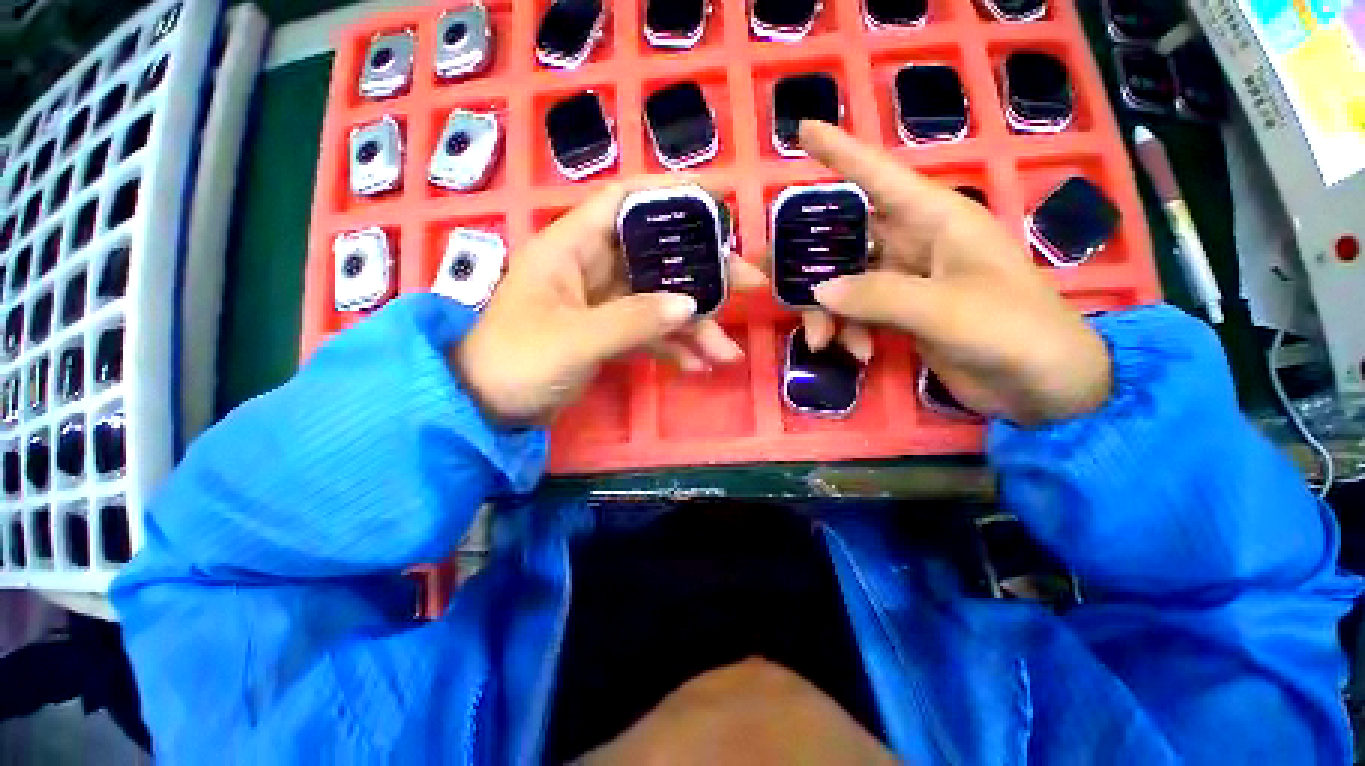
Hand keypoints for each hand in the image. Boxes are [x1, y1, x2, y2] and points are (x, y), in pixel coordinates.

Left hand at [454, 177, 766, 424]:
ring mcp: (603, 304)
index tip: (720, 199)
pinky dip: (673, 347)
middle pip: (658, 256)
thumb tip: (690, 304)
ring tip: (728, 353)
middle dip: (704, 272)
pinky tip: (698, 366)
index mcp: (571, 247)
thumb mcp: (575, 339)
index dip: (672, 194)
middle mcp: (591, 268)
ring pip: (659, 301)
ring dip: (694, 325)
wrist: (487, 410)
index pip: (625, 200)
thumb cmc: (516, 362)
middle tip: (749, 284)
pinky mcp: (608, 334)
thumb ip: (633, 320)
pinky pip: (649, 332)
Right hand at [799, 121, 1110, 424]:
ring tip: (822, 341)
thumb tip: (818, 291)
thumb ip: (879, 297)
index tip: (801, 131)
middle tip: (769, 275)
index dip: (840, 152)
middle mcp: (916, 242)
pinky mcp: (901, 312)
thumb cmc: (1014, 331)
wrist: (1040, 385)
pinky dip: (848, 331)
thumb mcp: (947, 310)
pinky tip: (856, 353)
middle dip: (809, 258)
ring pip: (845, 281)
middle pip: (846, 238)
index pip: (880, 176)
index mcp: (938, 220)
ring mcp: (906, 279)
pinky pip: (856, 311)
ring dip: (826, 311)